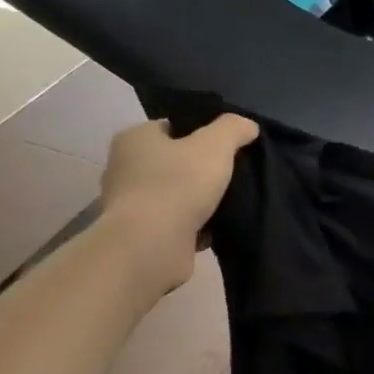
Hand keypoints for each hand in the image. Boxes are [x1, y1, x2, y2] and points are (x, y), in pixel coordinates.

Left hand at [97, 115, 258, 288]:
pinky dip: (195, 227)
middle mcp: (125, 169)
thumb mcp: (215, 144)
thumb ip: (234, 128)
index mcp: (134, 139)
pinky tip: (215, 229)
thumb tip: (248, 126)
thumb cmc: (178, 184)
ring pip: (176, 195)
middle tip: (233, 175)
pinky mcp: (141, 236)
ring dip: (200, 201)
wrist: (151, 247)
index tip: (228, 146)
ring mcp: (131, 206)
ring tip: (229, 203)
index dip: (201, 133)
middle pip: (174, 162)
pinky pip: (176, 224)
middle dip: (202, 170)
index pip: (172, 127)